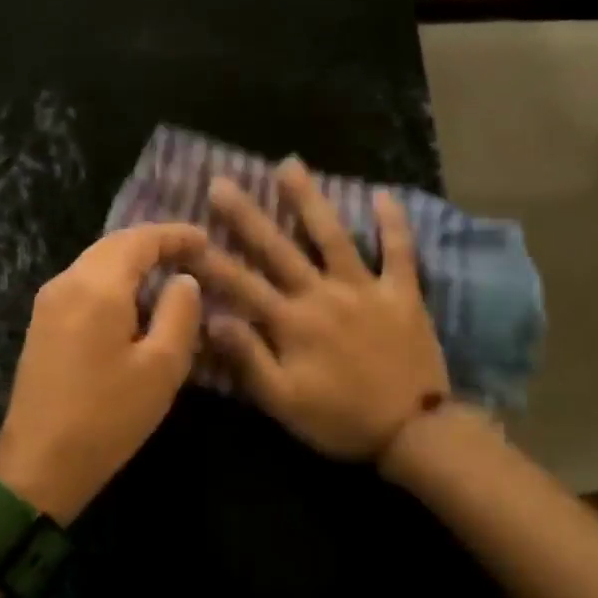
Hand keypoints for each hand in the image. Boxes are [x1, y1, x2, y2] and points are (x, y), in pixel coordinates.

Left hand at [0, 223, 207, 525]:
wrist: (38, 464)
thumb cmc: (107, 417)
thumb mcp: (161, 368)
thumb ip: (180, 313)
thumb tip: (184, 280)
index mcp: (97, 287)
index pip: (139, 240)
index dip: (174, 235)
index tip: (206, 239)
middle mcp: (66, 283)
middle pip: (113, 246)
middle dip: (152, 244)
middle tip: (191, 253)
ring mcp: (48, 303)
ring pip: (95, 264)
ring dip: (131, 261)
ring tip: (167, 273)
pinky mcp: (41, 325)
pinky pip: (82, 285)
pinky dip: (112, 281)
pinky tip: (132, 300)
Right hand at [192, 159, 450, 459]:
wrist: (413, 433)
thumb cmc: (340, 420)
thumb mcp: (284, 401)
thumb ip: (248, 358)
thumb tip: (213, 319)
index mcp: (292, 323)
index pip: (241, 285)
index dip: (211, 260)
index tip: (185, 234)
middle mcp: (323, 295)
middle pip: (278, 249)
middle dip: (247, 215)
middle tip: (222, 182)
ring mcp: (365, 289)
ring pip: (333, 236)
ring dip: (310, 200)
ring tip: (289, 164)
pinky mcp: (403, 294)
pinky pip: (400, 252)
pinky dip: (393, 224)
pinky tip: (384, 194)